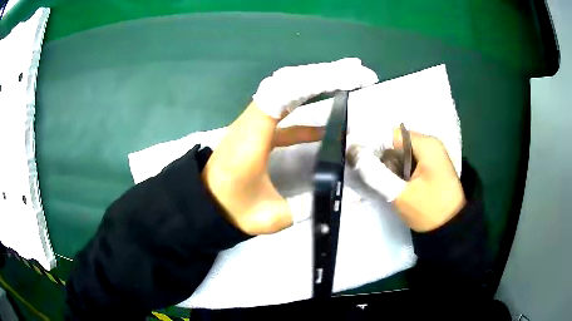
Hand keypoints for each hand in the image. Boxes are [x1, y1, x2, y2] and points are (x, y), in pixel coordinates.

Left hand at [202, 59, 377, 234]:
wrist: (204, 204)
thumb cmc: (232, 209)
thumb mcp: (272, 216)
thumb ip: (311, 205)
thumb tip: (350, 198)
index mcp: (252, 135)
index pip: (285, 92)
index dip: (317, 81)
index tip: (350, 78)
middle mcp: (251, 120)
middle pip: (288, 82)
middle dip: (324, 74)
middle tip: (357, 72)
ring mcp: (253, 122)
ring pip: (285, 90)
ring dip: (316, 83)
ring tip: (348, 80)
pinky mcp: (257, 129)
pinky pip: (283, 111)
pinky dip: (306, 111)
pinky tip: (327, 126)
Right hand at [349, 129, 465, 231]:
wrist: (451, 228)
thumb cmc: (429, 211)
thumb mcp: (400, 195)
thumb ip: (376, 174)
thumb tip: (354, 154)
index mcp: (426, 144)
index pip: (390, 134)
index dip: (371, 143)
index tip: (356, 158)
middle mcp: (430, 143)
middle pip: (396, 141)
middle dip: (380, 155)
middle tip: (368, 173)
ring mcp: (432, 153)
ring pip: (401, 151)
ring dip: (389, 163)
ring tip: (380, 179)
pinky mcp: (431, 164)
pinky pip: (409, 159)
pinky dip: (398, 168)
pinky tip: (393, 181)